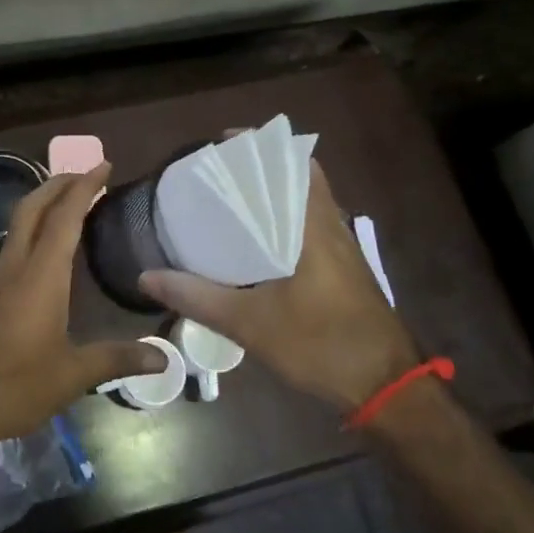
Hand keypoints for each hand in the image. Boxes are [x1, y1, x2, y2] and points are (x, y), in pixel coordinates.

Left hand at [0, 163, 165, 451]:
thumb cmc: (13, 386)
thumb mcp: (71, 375)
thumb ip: (117, 359)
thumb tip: (164, 357)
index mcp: (40, 276)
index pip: (64, 217)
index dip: (84, 187)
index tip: (103, 165)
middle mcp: (17, 267)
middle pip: (32, 208)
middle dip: (58, 183)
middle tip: (87, 174)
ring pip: (19, 224)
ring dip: (43, 204)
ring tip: (71, 201)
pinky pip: (15, 246)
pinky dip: (35, 230)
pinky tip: (48, 249)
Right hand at [139, 159, 417, 409]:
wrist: (387, 387)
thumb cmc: (322, 343)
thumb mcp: (250, 322)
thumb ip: (197, 297)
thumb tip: (147, 276)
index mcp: (314, 225)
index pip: (296, 162)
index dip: (263, 146)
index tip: (224, 144)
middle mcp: (331, 226)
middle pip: (300, 178)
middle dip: (261, 170)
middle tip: (218, 174)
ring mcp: (342, 248)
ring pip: (306, 204)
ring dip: (275, 196)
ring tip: (230, 201)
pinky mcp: (344, 270)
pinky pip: (310, 227)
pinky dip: (284, 222)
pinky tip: (256, 245)